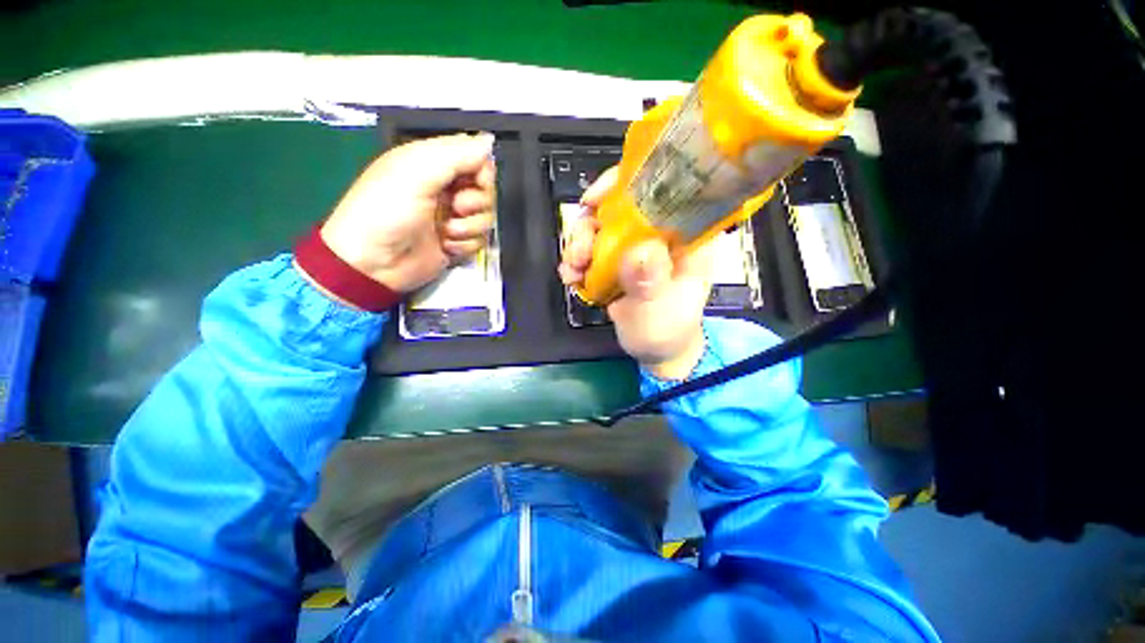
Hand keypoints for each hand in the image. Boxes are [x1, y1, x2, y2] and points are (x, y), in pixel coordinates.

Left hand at [306, 133, 496, 297]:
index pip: (475, 158)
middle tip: (456, 208)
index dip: (482, 170)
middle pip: (485, 189)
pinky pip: (480, 239)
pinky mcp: (457, 242)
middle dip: (477, 202)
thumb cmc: (386, 212)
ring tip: (447, 232)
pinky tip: (447, 246)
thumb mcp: (416, 173)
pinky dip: (466, 244)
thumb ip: (455, 155)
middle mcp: (446, 189)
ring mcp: (452, 218)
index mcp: (432, 164)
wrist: (373, 264)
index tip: (476, 183)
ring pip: (486, 216)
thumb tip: (489, 141)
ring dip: (470, 226)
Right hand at [558, 168, 713, 379]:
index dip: (624, 185)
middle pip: (618, 206)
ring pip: (599, 227)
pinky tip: (571, 277)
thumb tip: (639, 249)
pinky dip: (576, 260)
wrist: (654, 350)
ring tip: (572, 271)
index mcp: (685, 235)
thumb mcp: (660, 310)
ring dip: (578, 245)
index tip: (594, 200)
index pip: (660, 190)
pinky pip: (590, 249)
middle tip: (579, 253)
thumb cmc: (666, 331)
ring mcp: (634, 246)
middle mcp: (658, 233)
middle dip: (590, 225)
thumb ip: (650, 282)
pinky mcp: (615, 261)